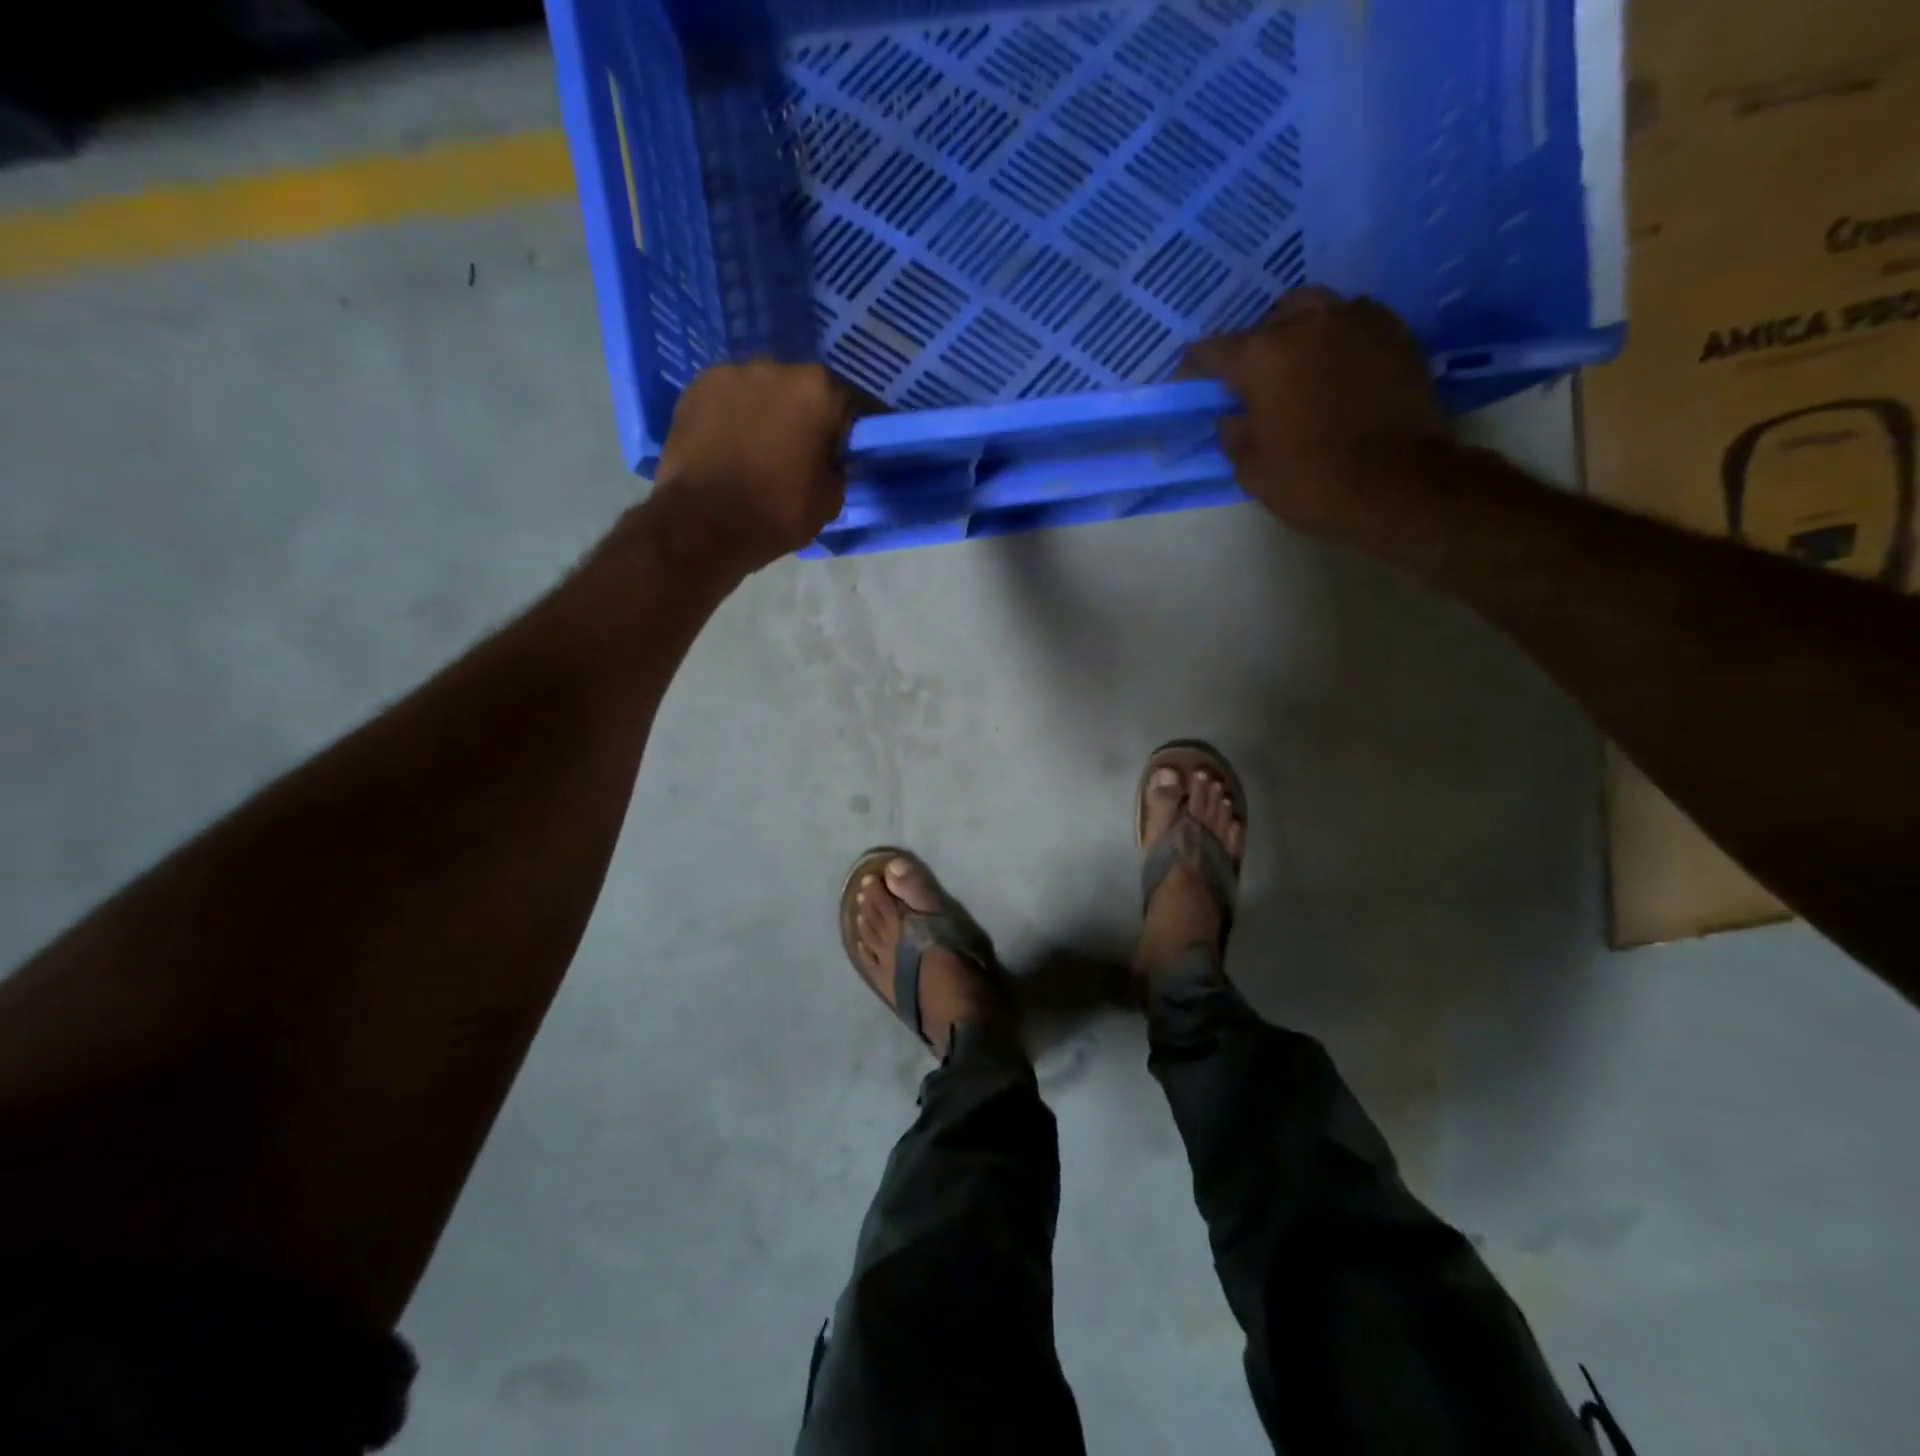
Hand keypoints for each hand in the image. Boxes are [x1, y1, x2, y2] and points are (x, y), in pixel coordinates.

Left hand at [650, 359, 854, 571]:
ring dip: (763, 412)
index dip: (844, 430)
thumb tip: (829, 460)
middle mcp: (777, 368)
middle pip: (800, 389)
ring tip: (755, 448)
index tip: (840, 451)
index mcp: (819, 391)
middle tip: (795, 450)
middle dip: (801, 415)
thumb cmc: (779, 511)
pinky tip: (725, 445)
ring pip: (759, 391)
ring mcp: (731, 373)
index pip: (846, 404)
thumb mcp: (830, 500)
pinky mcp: (695, 387)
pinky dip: (730, 416)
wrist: (705, 522)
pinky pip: (725, 399)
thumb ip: (837, 469)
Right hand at [1184, 288, 1445, 531]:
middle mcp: (1307, 322)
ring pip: (1314, 312)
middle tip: (1252, 384)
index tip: (1188, 391)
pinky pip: (1353, 324)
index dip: (1193, 372)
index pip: (1211, 352)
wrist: (1399, 484)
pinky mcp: (1396, 332)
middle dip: (1254, 349)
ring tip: (1298, 371)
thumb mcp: (1252, 470)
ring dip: (1298, 337)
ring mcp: (1356, 320)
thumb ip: (1234, 435)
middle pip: (1267, 322)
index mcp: (1262, 355)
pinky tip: (1337, 372)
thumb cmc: (1312, 480)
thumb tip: (1233, 417)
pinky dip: (1337, 342)